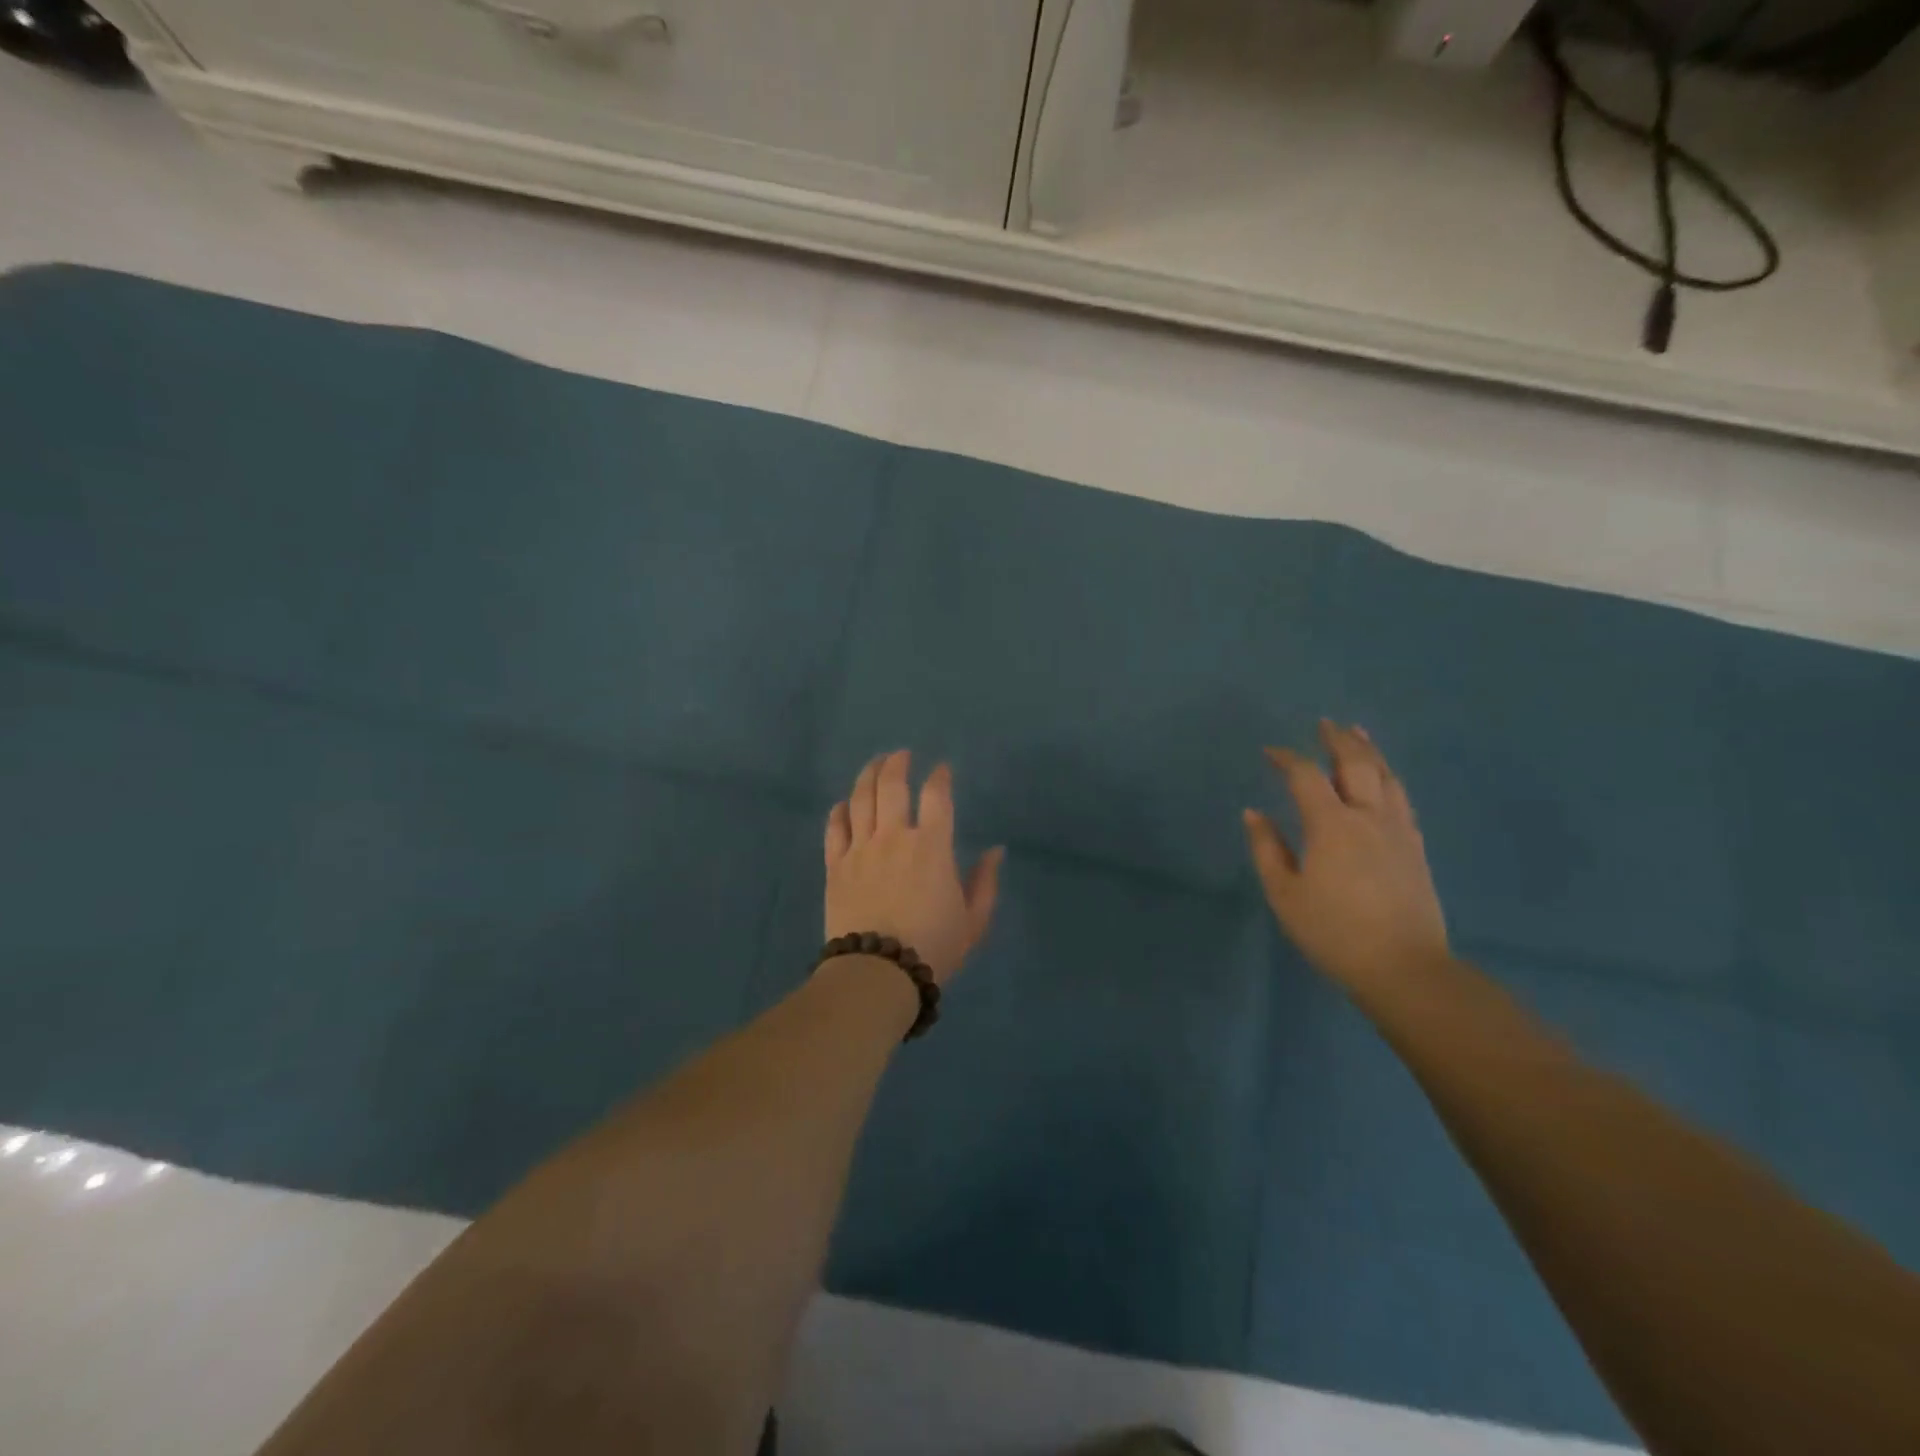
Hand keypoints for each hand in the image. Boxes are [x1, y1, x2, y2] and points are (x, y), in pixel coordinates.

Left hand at [824, 750, 1003, 984]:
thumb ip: (985, 882)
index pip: (936, 796)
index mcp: (931, 846)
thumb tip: (996, 851)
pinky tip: (844, 804)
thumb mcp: (973, 921)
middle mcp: (893, 837)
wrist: (878, 973)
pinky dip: (840, 811)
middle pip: (891, 786)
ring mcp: (860, 849)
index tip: (942, 769)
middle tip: (901, 755)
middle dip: (897, 764)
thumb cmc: (933, 948)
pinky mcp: (835, 866)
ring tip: (875, 764)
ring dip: (868, 776)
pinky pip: (835, 828)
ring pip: (861, 799)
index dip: (940, 777)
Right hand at [1243, 720, 1449, 996]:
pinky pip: (1402, 799)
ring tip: (1359, 735)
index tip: (1270, 751)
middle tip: (1326, 723)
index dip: (1286, 758)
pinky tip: (1385, 781)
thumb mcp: (1285, 894)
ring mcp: (1398, 831)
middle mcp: (1368, 816)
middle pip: (1356, 764)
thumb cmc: (1333, 932)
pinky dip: (1389, 779)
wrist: (1404, 967)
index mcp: (1331, 825)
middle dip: (1338, 740)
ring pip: (1386, 777)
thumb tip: (1254, 813)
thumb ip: (1268, 849)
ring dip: (1369, 752)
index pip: (1306, 776)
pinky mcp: (1416, 848)